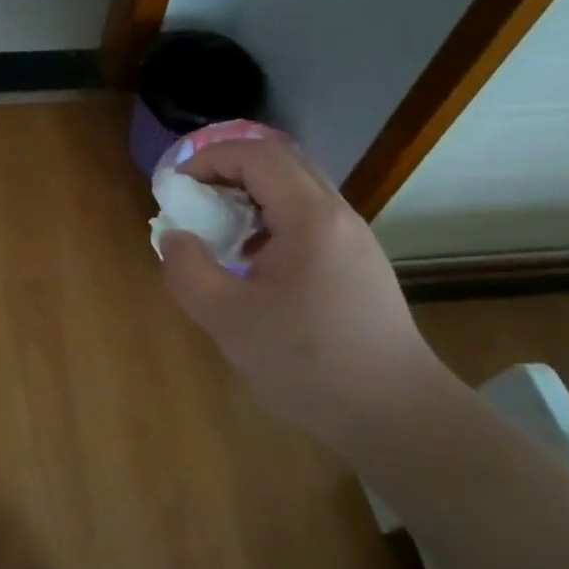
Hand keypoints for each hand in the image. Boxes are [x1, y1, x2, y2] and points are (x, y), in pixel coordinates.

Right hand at [156, 135, 455, 447]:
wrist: (394, 413)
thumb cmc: (308, 363)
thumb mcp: (229, 320)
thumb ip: (188, 271)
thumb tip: (174, 237)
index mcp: (310, 217)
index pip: (257, 155)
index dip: (209, 159)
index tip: (176, 187)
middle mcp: (337, 215)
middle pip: (280, 163)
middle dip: (228, 171)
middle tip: (194, 200)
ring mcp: (353, 238)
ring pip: (296, 190)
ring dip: (250, 196)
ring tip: (218, 231)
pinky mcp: (357, 263)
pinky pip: (308, 219)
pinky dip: (270, 221)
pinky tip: (253, 262)